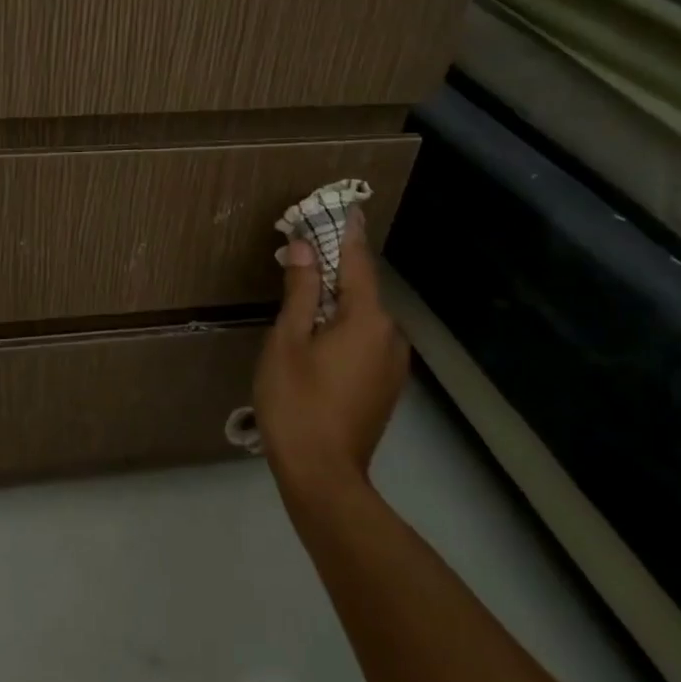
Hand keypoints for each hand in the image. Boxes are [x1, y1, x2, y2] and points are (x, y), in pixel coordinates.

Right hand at [252, 209, 411, 496]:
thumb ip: (299, 290)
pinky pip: (365, 341)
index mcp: (368, 318)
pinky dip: (343, 327)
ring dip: (335, 301)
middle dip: (332, 269)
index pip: (357, 262)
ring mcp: (392, 363)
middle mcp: (390, 335)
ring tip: (301, 296)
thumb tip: (304, 248)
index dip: (347, 233)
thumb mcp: (288, 340)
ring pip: (362, 317)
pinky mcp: (386, 386)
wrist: (323, 474)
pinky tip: (317, 336)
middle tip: (299, 254)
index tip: (346, 206)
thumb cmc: (297, 401)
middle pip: (360, 289)